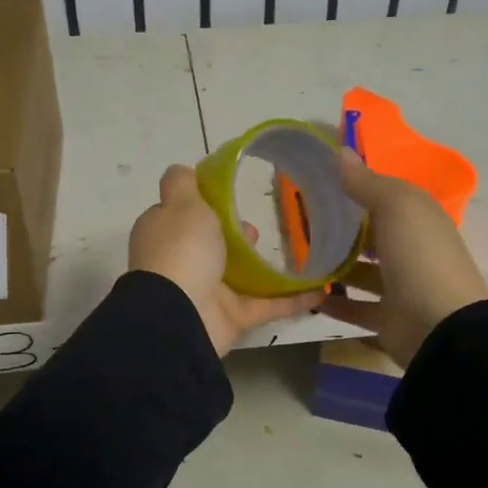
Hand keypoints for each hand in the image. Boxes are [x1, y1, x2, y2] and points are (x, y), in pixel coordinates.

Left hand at [129, 165, 322, 355]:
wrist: (180, 316)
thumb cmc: (181, 251)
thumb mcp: (181, 203)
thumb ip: (182, 184)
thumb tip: (182, 170)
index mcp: (166, 234)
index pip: (182, 214)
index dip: (202, 204)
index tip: (228, 195)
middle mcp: (184, 262)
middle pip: (214, 244)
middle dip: (238, 235)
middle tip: (259, 228)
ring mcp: (208, 292)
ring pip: (242, 276)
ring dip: (266, 267)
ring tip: (297, 251)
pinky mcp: (232, 317)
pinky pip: (267, 305)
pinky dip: (293, 299)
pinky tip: (321, 290)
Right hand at [319, 148, 487, 367]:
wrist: (441, 328)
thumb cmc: (420, 257)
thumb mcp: (396, 207)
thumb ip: (367, 183)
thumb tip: (341, 152)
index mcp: (419, 218)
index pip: (385, 197)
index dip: (356, 188)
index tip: (318, 184)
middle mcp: (411, 250)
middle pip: (372, 234)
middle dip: (341, 228)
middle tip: (301, 221)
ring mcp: (400, 287)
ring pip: (362, 271)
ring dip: (336, 266)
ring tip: (300, 257)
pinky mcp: (388, 318)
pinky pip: (356, 307)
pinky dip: (334, 303)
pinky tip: (308, 295)